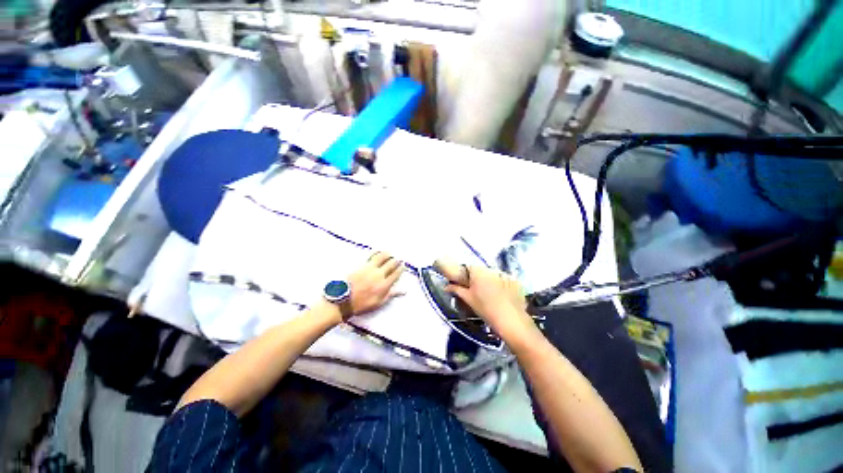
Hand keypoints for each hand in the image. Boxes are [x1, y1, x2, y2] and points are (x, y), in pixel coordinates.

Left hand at [347, 251, 403, 316]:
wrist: (344, 300)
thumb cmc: (362, 304)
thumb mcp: (378, 303)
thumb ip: (391, 295)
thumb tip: (403, 291)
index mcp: (384, 285)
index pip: (396, 274)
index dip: (401, 269)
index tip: (403, 266)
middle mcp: (379, 274)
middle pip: (391, 264)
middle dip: (396, 260)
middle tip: (399, 259)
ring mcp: (370, 269)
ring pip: (382, 257)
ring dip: (387, 254)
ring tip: (390, 253)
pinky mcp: (362, 265)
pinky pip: (371, 256)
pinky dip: (376, 252)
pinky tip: (378, 251)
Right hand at [437, 260, 537, 344]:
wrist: (510, 320)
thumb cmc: (485, 309)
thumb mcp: (468, 299)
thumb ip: (456, 289)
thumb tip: (446, 286)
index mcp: (478, 271)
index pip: (467, 267)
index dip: (464, 275)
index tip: (464, 284)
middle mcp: (491, 269)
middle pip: (480, 270)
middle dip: (477, 278)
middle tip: (476, 291)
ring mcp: (505, 274)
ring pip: (492, 275)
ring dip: (489, 281)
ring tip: (490, 295)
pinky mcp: (515, 281)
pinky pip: (504, 280)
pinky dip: (501, 285)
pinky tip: (501, 296)